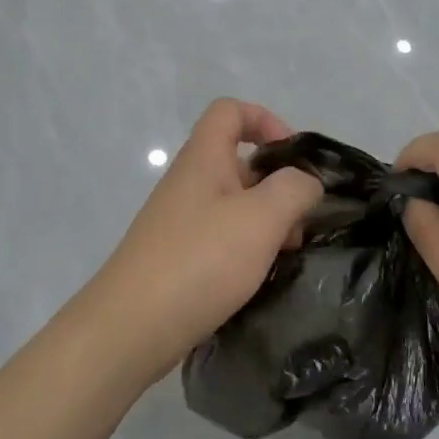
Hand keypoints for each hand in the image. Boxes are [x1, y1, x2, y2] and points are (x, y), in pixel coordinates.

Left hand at [76, 98, 322, 385]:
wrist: (132, 326)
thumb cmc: (201, 260)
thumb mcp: (262, 218)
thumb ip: (294, 189)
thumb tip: (306, 183)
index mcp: (203, 159)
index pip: (230, 111)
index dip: (266, 120)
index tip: (294, 156)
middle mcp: (189, 182)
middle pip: (238, 162)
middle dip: (278, 185)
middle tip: (301, 223)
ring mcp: (180, 221)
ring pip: (235, 204)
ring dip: (267, 222)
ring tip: (287, 256)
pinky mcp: (177, 257)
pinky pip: (221, 238)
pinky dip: (247, 249)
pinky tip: (260, 278)